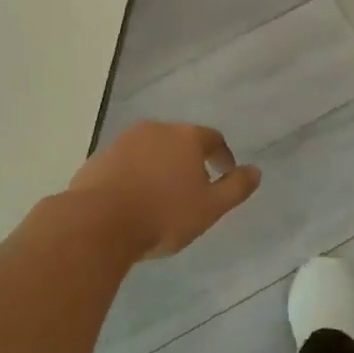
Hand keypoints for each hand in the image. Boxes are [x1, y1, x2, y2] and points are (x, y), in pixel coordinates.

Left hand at [67, 122, 261, 259]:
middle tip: (193, 188)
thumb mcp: (210, 208)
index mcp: (185, 137)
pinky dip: (135, 174)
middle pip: (179, 140)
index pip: (213, 139)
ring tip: (162, 196)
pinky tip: (133, 199)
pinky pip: (126, 162)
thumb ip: (235, 187)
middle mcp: (154, 130)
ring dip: (160, 166)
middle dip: (189, 160)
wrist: (98, 222)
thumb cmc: (163, 215)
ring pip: (150, 150)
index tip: (225, 174)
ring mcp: (123, 141)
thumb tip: (255, 171)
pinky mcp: (99, 157)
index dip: (222, 156)